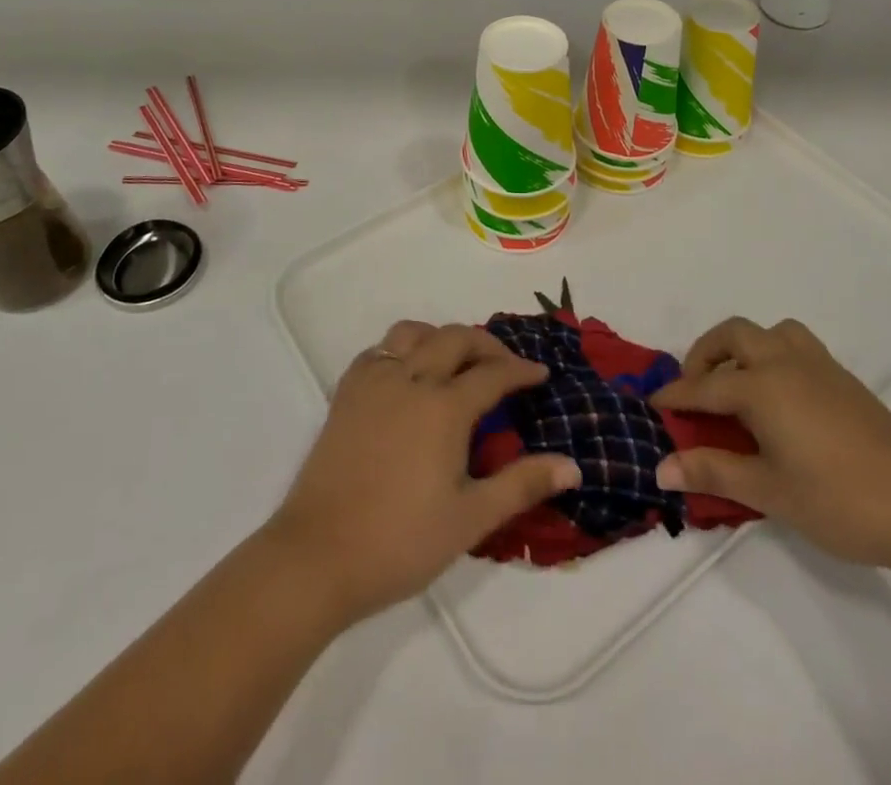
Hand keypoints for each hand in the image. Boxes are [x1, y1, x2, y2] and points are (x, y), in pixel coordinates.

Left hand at [264, 321, 580, 622]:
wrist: (317, 557)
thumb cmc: (400, 542)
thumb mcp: (470, 519)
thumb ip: (522, 485)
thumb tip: (573, 466)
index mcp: (444, 407)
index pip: (492, 373)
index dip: (521, 371)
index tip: (541, 375)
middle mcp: (411, 379)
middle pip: (454, 339)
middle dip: (486, 344)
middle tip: (505, 365)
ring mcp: (373, 382)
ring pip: (412, 333)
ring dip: (441, 337)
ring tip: (456, 360)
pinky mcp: (346, 394)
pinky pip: (378, 350)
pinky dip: (401, 348)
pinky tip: (407, 373)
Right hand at [651, 317, 890, 569]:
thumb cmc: (839, 501)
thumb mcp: (768, 492)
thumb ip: (712, 472)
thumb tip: (660, 469)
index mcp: (762, 386)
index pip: (704, 386)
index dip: (675, 396)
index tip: (652, 404)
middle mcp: (785, 362)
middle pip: (733, 336)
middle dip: (704, 355)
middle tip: (694, 390)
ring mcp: (819, 366)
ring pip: (770, 332)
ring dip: (744, 347)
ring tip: (737, 383)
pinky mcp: (844, 380)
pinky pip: (796, 345)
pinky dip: (773, 355)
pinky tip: (780, 398)